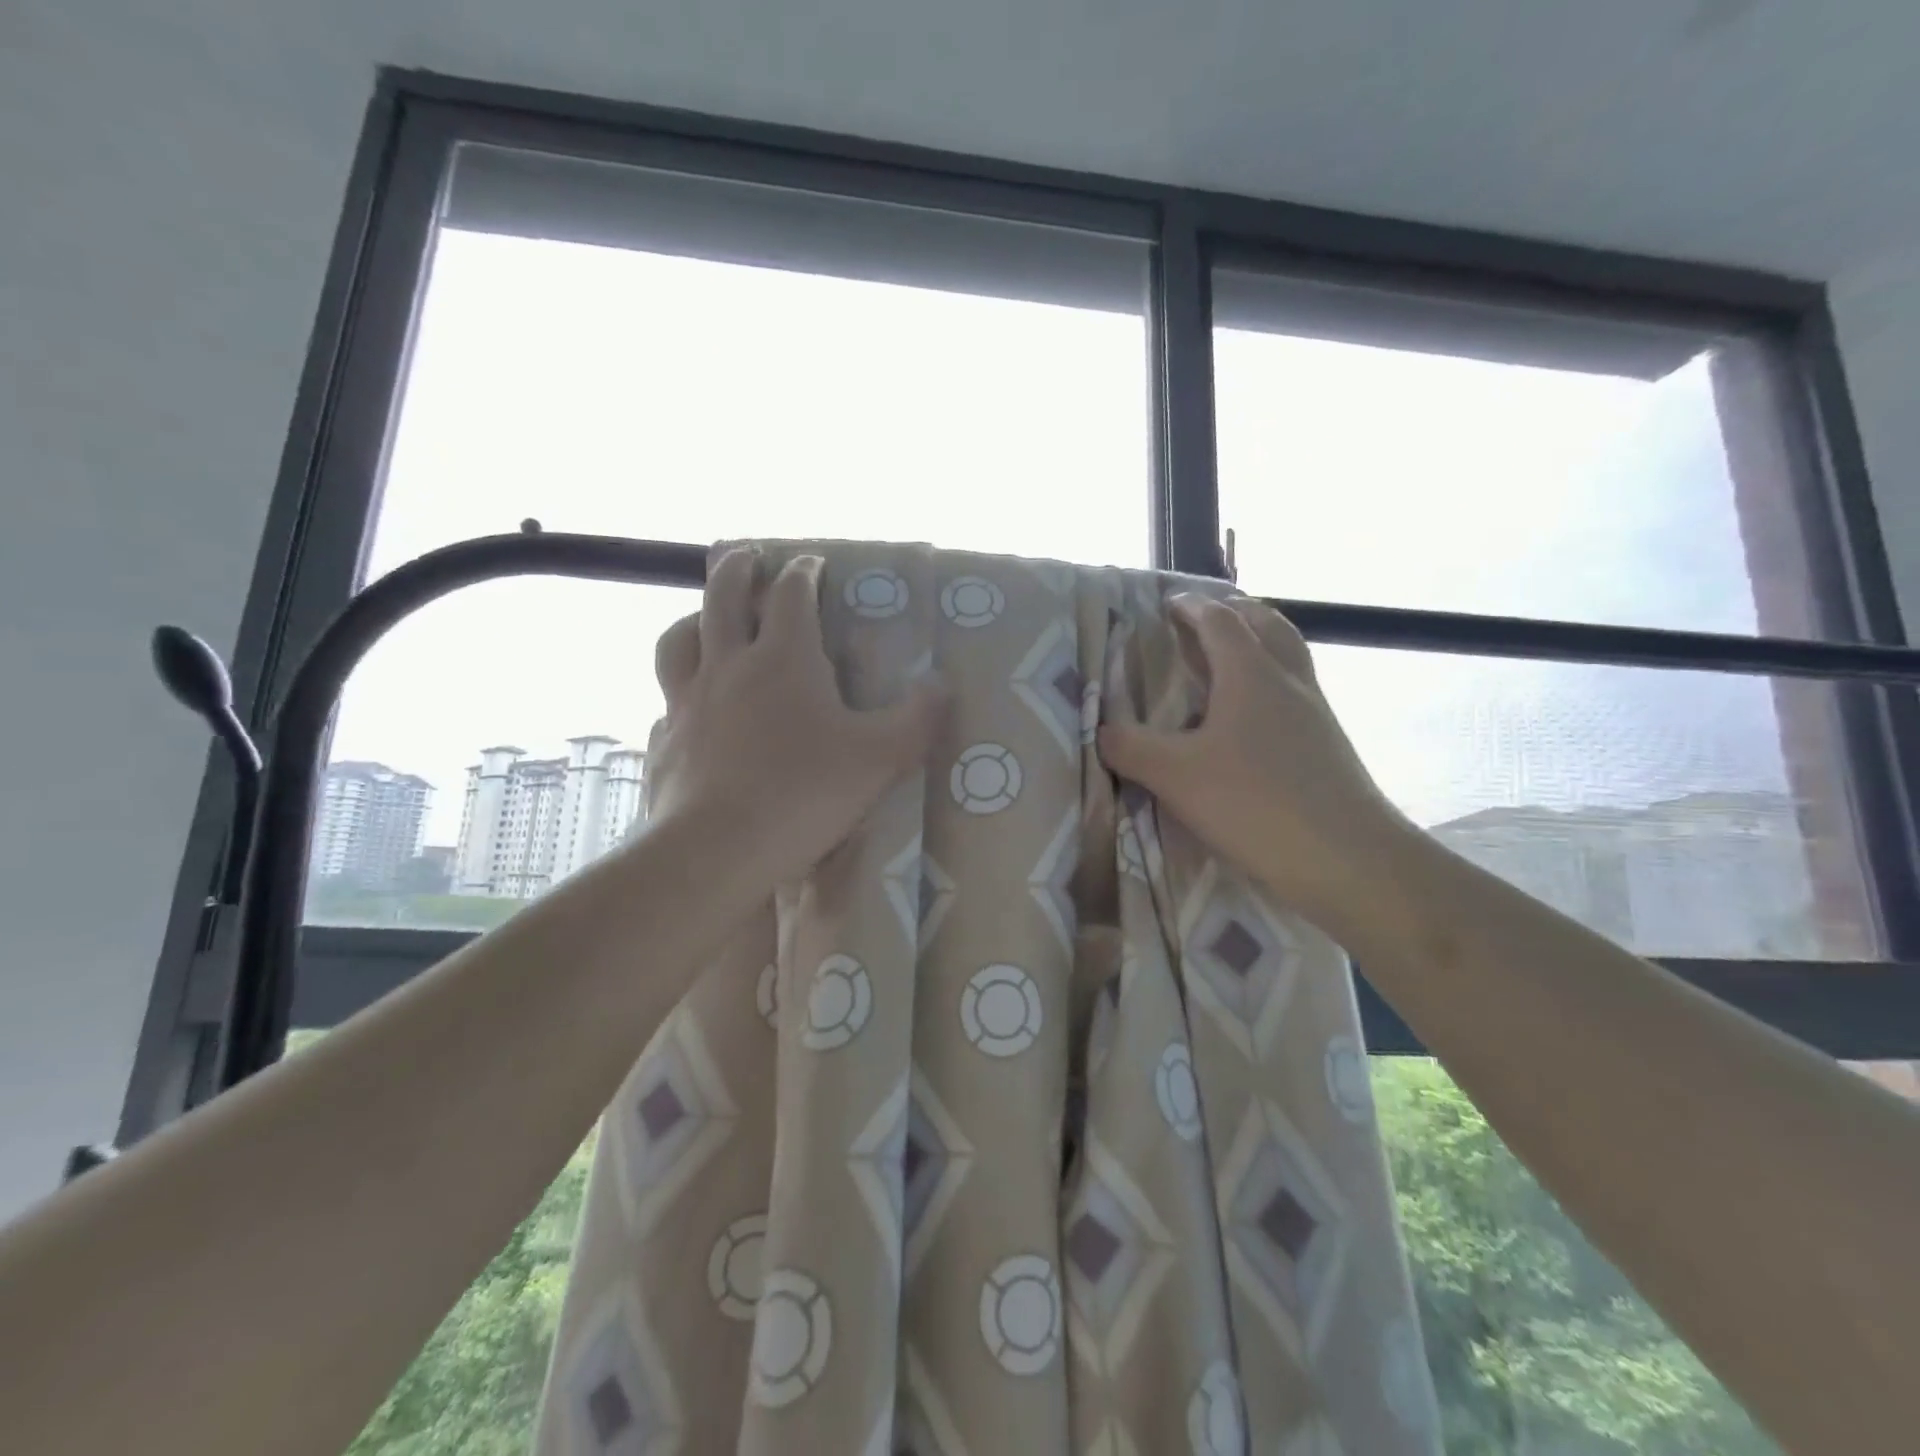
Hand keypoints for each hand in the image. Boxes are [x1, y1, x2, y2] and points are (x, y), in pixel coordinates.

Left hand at [644, 548, 945, 885]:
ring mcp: (688, 702)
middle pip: (724, 596)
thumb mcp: (880, 758)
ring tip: (705, 619)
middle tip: (748, 556)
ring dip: (694, 618)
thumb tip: (943, 685)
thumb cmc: (804, 794)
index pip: (792, 594)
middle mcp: (729, 666)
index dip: (805, 572)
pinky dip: (679, 692)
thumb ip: (917, 719)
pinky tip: (691, 709)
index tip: (814, 563)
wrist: (718, 850)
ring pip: (678, 640)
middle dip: (739, 568)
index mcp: (784, 659)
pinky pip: (667, 702)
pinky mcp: (665, 741)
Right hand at [1098, 595, 1417, 931]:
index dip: (1191, 607)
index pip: (1219, 621)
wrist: (1347, 859)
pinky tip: (1251, 719)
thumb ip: (1130, 748)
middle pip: (1266, 624)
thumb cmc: (1255, 803)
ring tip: (1230, 660)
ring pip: (1288, 657)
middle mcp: (1288, 681)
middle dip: (1235, 612)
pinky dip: (1271, 684)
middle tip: (1206, 618)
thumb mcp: (1175, 776)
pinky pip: (1295, 692)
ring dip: (1260, 644)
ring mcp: (1315, 712)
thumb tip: (1101, 730)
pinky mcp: (1328, 745)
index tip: (1168, 603)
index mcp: (1250, 674)